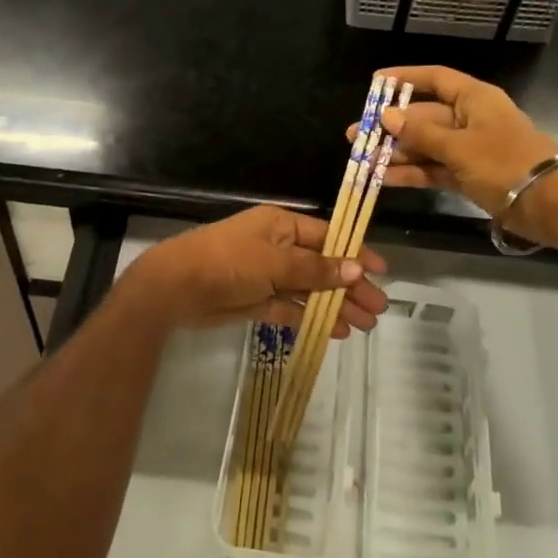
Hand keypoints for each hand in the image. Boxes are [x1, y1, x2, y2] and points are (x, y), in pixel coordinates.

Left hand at [123, 206, 388, 334]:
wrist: (176, 287)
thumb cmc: (228, 261)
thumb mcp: (275, 261)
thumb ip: (316, 269)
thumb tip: (356, 268)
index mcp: (282, 226)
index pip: (328, 237)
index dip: (355, 252)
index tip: (381, 271)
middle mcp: (278, 247)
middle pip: (322, 266)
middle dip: (351, 286)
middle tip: (378, 308)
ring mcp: (267, 275)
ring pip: (310, 291)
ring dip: (336, 306)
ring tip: (365, 325)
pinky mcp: (256, 301)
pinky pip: (291, 309)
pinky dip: (312, 319)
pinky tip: (336, 331)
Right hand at [348, 66, 557, 244]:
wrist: (549, 204)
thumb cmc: (505, 163)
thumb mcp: (459, 146)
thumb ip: (420, 133)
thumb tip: (386, 116)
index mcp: (474, 99)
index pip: (435, 79)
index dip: (405, 78)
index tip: (375, 83)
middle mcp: (470, 119)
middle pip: (424, 117)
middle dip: (391, 128)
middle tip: (356, 137)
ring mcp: (469, 149)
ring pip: (426, 145)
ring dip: (397, 153)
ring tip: (362, 162)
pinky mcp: (469, 175)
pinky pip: (434, 168)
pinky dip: (413, 172)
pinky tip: (384, 178)